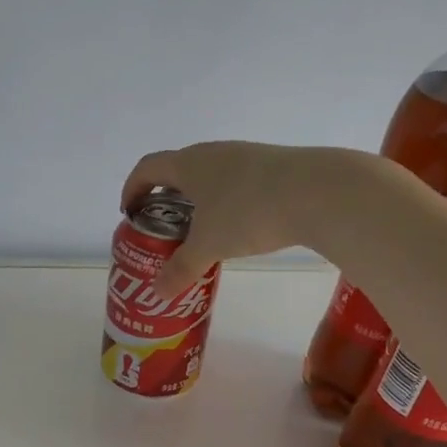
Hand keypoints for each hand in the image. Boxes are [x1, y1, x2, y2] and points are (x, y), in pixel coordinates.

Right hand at [122, 141, 404, 298]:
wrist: (318, 191)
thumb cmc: (248, 212)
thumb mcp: (209, 246)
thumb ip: (181, 269)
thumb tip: (158, 293)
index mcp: (189, 164)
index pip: (147, 168)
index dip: (132, 188)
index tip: (129, 212)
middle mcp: (214, 153)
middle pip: (178, 170)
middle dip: (165, 199)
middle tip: (163, 229)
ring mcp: (246, 157)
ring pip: (209, 177)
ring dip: (197, 201)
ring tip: (198, 233)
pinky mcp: (272, 167)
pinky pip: (235, 183)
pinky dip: (224, 203)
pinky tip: (236, 228)